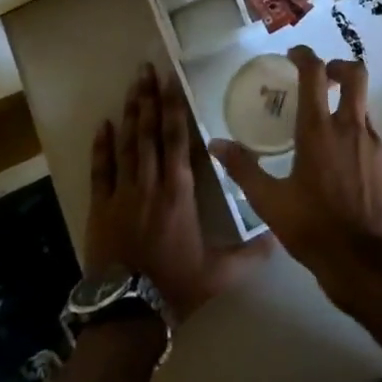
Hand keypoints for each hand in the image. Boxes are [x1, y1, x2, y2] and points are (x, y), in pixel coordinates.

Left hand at [85, 63, 269, 321]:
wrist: (127, 314)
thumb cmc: (175, 287)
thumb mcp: (220, 273)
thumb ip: (251, 254)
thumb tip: (280, 238)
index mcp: (179, 191)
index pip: (177, 139)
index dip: (174, 107)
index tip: (171, 80)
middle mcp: (151, 183)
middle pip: (150, 132)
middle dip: (150, 98)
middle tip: (146, 68)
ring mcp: (122, 193)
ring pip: (127, 143)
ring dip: (130, 112)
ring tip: (132, 85)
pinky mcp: (100, 208)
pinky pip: (100, 170)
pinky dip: (101, 146)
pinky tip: (103, 124)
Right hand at [211, 45, 381, 315]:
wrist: (363, 262)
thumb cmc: (312, 228)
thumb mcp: (269, 201)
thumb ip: (243, 168)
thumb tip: (217, 143)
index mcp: (319, 130)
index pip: (315, 73)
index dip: (305, 55)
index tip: (294, 54)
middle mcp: (350, 127)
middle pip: (355, 73)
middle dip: (338, 67)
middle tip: (321, 78)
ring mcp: (373, 143)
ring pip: (363, 103)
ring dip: (346, 101)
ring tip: (325, 122)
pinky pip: (369, 132)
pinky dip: (354, 130)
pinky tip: (340, 157)